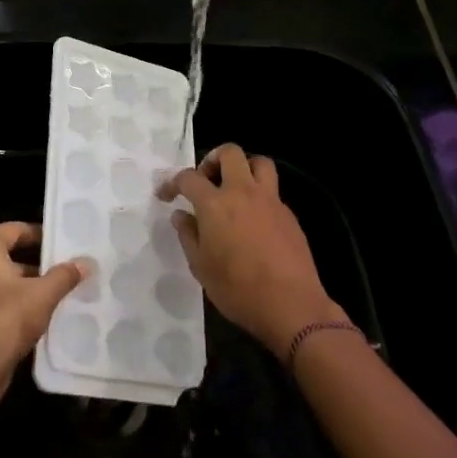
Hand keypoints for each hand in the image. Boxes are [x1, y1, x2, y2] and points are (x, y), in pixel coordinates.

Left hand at [0, 222, 87, 399]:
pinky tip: (26, 318)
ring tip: (47, 296)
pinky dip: (3, 303)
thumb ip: (64, 275)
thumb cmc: (6, 319)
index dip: (39, 235)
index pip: (13, 230)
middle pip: (2, 254)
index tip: (60, 245)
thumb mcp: (43, 295)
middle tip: (58, 272)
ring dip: (18, 285)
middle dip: (31, 264)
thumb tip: (85, 263)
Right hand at [162, 145, 344, 354]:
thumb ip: (188, 235)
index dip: (172, 182)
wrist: (290, 305)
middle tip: (205, 180)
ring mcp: (270, 200)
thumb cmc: (237, 289)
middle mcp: (243, 192)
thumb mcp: (201, 267)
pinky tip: (253, 219)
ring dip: (243, 167)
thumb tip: (181, 215)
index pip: (189, 178)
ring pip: (259, 163)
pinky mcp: (289, 214)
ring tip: (234, 189)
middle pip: (230, 153)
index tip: (166, 195)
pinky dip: (259, 194)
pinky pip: (272, 190)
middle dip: (212, 159)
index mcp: (215, 204)